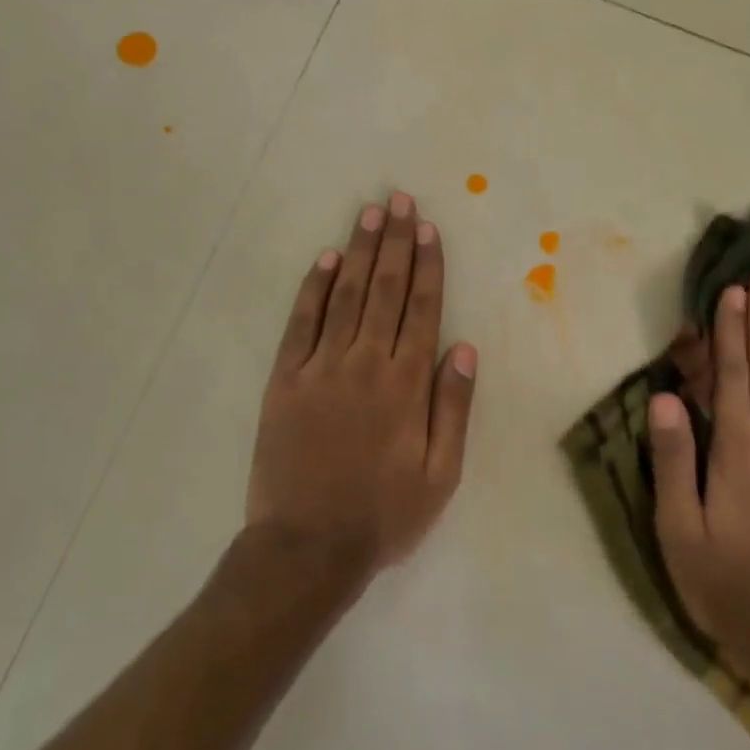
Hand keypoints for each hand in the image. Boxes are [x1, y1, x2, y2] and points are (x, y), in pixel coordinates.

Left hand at [246, 192, 477, 586]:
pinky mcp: (285, 379)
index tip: (429, 229)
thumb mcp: (441, 474)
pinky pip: (301, 322)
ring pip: (346, 295)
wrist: (306, 548)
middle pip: (386, 289)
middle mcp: (365, 363)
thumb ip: (453, 407)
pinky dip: (315, 288)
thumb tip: (464, 347)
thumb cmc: (383, 515)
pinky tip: (326, 259)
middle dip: (396, 242)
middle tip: (400, 201)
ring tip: (371, 214)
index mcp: (406, 384)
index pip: (422, 309)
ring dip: (360, 251)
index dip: (427, 265)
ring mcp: (321, 367)